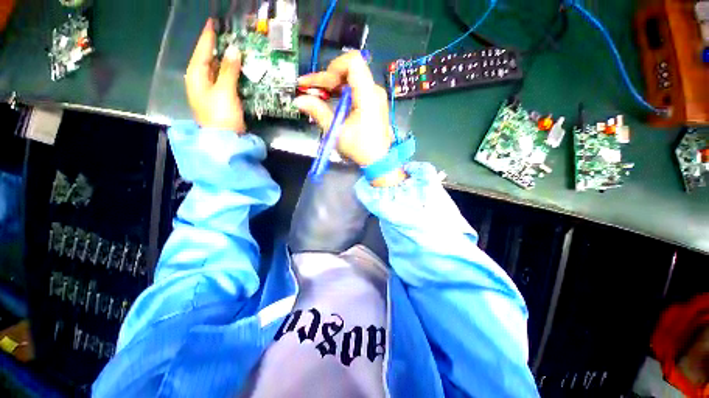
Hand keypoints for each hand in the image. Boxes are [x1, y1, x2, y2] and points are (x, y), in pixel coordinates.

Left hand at [185, 19, 245, 132]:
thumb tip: (234, 49)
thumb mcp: (225, 91)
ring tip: (235, 49)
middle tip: (228, 35)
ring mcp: (209, 91)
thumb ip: (229, 70)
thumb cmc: (221, 115)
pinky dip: (230, 73)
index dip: (208, 37)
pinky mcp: (220, 99)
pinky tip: (238, 69)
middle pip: (207, 59)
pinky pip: (223, 80)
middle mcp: (200, 81)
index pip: (202, 51)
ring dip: (225, 60)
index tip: (213, 23)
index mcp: (196, 76)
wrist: (224, 140)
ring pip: (216, 70)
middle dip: (217, 47)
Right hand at [295, 51, 406, 185]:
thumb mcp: (337, 131)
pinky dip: (341, 93)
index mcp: (368, 94)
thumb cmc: (360, 148)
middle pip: (349, 71)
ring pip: (351, 81)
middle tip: (307, 87)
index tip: (322, 84)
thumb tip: (299, 100)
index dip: (334, 67)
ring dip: (332, 86)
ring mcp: (375, 97)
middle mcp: (374, 91)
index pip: (353, 62)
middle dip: (326, 78)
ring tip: (315, 94)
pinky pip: (355, 91)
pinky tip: (329, 101)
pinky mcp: (373, 105)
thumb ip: (318, 112)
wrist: (378, 161)